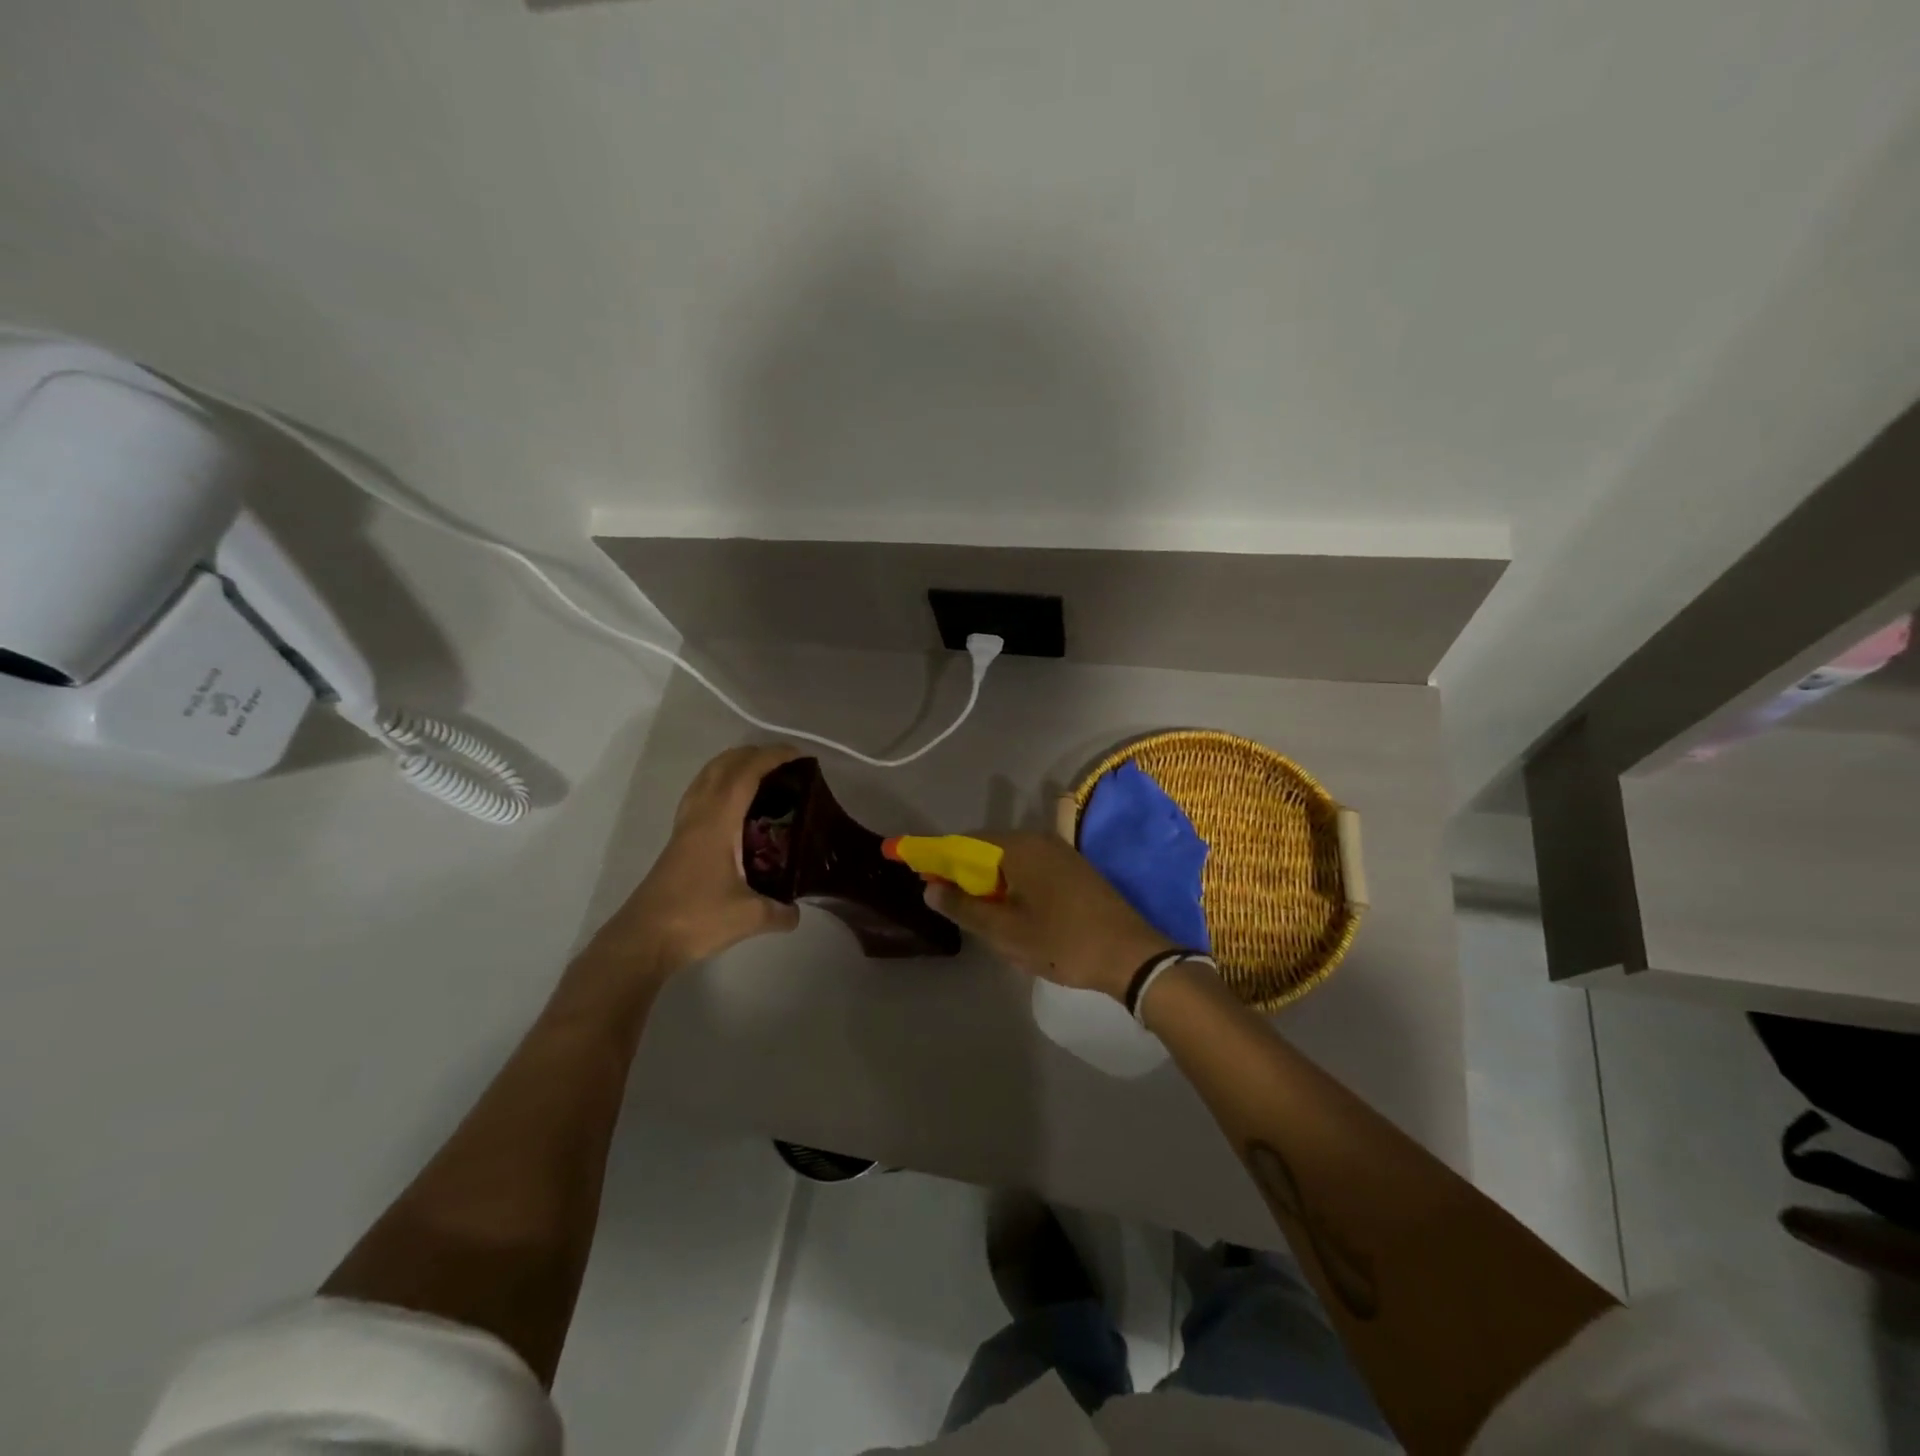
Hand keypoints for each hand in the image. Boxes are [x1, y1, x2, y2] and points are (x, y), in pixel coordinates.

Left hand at [601, 744, 802, 974]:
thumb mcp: (750, 917)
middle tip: (784, 763)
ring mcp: (684, 828)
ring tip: (761, 775)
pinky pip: (700, 796)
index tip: (799, 756)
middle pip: (722, 767)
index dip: (771, 758)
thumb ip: (781, 911)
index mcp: (717, 822)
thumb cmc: (696, 918)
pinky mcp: (678, 842)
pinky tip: (734, 807)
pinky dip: (719, 786)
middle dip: (753, 755)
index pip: (745, 775)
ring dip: (732, 766)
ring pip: (706, 778)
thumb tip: (797, 911)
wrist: (644, 939)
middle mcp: (699, 816)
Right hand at [925, 819, 1174, 1001]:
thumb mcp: (1005, 932)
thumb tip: (929, 888)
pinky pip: (1031, 869)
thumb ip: (964, 907)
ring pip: (1010, 861)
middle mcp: (1039, 840)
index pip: (964, 843)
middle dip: (963, 873)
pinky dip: (1012, 885)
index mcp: (1019, 847)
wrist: (1132, 956)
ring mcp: (1061, 853)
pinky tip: (1011, 912)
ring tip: (978, 914)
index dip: (936, 856)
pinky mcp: (1075, 871)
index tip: (914, 870)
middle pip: (987, 849)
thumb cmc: (1063, 942)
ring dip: (989, 882)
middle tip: (947, 902)